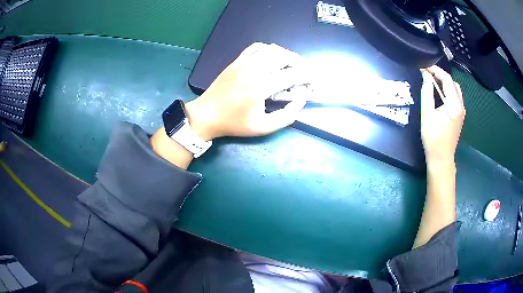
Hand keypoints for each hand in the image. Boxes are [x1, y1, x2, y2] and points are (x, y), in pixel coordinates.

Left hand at [185, 43, 308, 139]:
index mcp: (259, 87)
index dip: (308, 76)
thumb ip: (286, 116)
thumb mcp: (263, 128)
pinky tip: (272, 59)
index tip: (314, 81)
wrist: (206, 115)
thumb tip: (301, 99)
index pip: (291, 74)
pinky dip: (269, 50)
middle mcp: (253, 70)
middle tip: (304, 73)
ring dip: (286, 55)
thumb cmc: (234, 124)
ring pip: (271, 49)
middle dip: (299, 63)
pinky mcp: (237, 61)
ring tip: (291, 66)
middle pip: (283, 56)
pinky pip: (256, 47)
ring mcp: (243, 62)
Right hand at [420, 66, 465, 166]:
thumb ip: (427, 92)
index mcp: (454, 105)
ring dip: (445, 83)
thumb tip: (425, 76)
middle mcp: (461, 106)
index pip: (447, 79)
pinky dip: (448, 91)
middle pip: (453, 83)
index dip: (436, 70)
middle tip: (428, 74)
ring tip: (433, 82)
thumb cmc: (433, 138)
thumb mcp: (427, 114)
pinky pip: (456, 97)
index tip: (424, 67)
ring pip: (455, 89)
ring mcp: (462, 111)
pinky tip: (440, 93)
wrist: (441, 158)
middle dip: (441, 75)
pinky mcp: (460, 116)